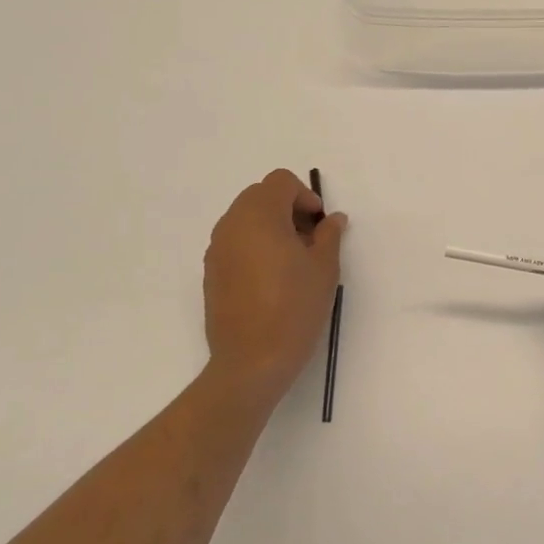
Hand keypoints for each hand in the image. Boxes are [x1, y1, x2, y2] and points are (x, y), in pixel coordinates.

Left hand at [203, 169, 345, 406]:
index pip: (280, 182)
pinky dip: (254, 245)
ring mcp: (217, 249)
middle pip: (260, 195)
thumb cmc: (294, 308)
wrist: (251, 361)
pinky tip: (271, 278)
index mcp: (259, 216)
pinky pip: (234, 242)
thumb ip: (329, 235)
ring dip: (270, 226)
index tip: (319, 224)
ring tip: (292, 260)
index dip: (304, 195)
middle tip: (309, 239)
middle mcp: (232, 225)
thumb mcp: (324, 268)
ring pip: (245, 218)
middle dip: (287, 207)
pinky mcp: (211, 272)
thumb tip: (332, 219)